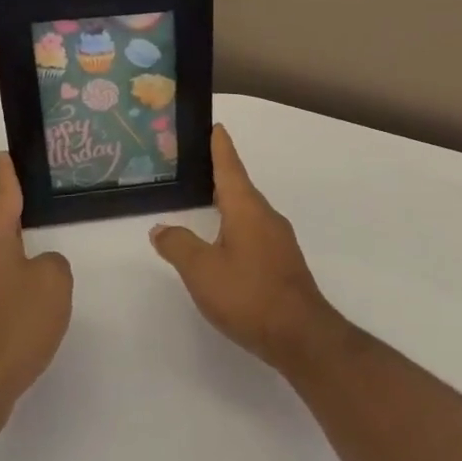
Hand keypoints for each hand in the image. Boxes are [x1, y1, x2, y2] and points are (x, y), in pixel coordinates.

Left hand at [0, 152, 72, 435]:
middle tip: (39, 205)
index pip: (2, 193)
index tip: (4, 154)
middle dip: (15, 216)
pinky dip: (11, 282)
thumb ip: (53, 263)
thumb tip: (38, 267)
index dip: (7, 173)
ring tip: (42, 254)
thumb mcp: (54, 282)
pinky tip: (30, 297)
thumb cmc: (16, 322)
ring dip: (16, 253)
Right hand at [149, 125, 341, 373]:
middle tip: (197, 163)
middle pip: (239, 186)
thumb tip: (161, 228)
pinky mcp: (282, 262)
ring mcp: (278, 240)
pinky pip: (254, 231)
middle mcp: (266, 216)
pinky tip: (224, 241)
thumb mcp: (201, 270)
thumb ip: (178, 246)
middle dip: (220, 173)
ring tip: (204, 200)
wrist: (300, 334)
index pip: (230, 167)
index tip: (216, 126)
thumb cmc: (248, 294)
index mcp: (246, 208)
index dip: (220, 146)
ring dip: (228, 201)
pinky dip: (235, 225)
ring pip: (248, 211)